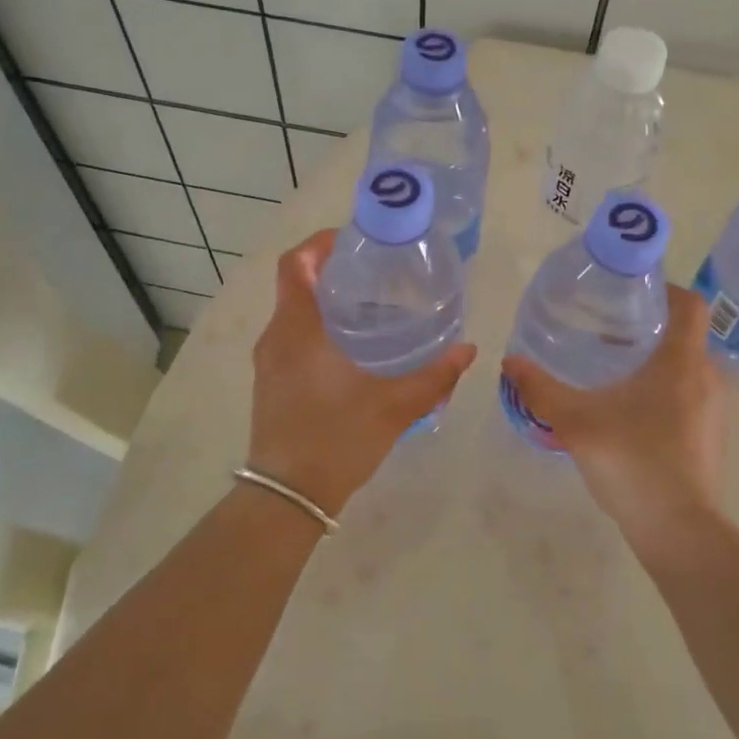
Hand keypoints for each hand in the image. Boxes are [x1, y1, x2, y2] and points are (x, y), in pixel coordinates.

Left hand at [248, 229, 476, 515]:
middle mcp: (276, 337)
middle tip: (378, 271)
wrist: (288, 497)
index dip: (320, 242)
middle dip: (333, 270)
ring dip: (327, 300)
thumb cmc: (337, 440)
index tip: (355, 240)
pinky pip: (293, 337)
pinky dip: (320, 327)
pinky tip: (355, 346)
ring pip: (295, 312)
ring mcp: (270, 361)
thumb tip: (468, 350)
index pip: (296, 264)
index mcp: (298, 329)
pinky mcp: (272, 382)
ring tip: (373, 305)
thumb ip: (435, 376)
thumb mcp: (394, 407)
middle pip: (298, 284)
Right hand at [500, 285, 725, 553]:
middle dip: (648, 328)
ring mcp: (713, 411)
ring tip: (612, 371)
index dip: (665, 289)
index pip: (690, 304)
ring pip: (685, 369)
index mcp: (682, 362)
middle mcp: (707, 378)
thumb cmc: (633, 461)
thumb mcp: (576, 422)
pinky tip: (627, 413)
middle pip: (684, 335)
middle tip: (606, 330)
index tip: (630, 292)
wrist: (680, 531)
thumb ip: (541, 389)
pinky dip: (662, 392)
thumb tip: (509, 362)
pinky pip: (689, 397)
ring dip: (654, 363)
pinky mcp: (710, 438)